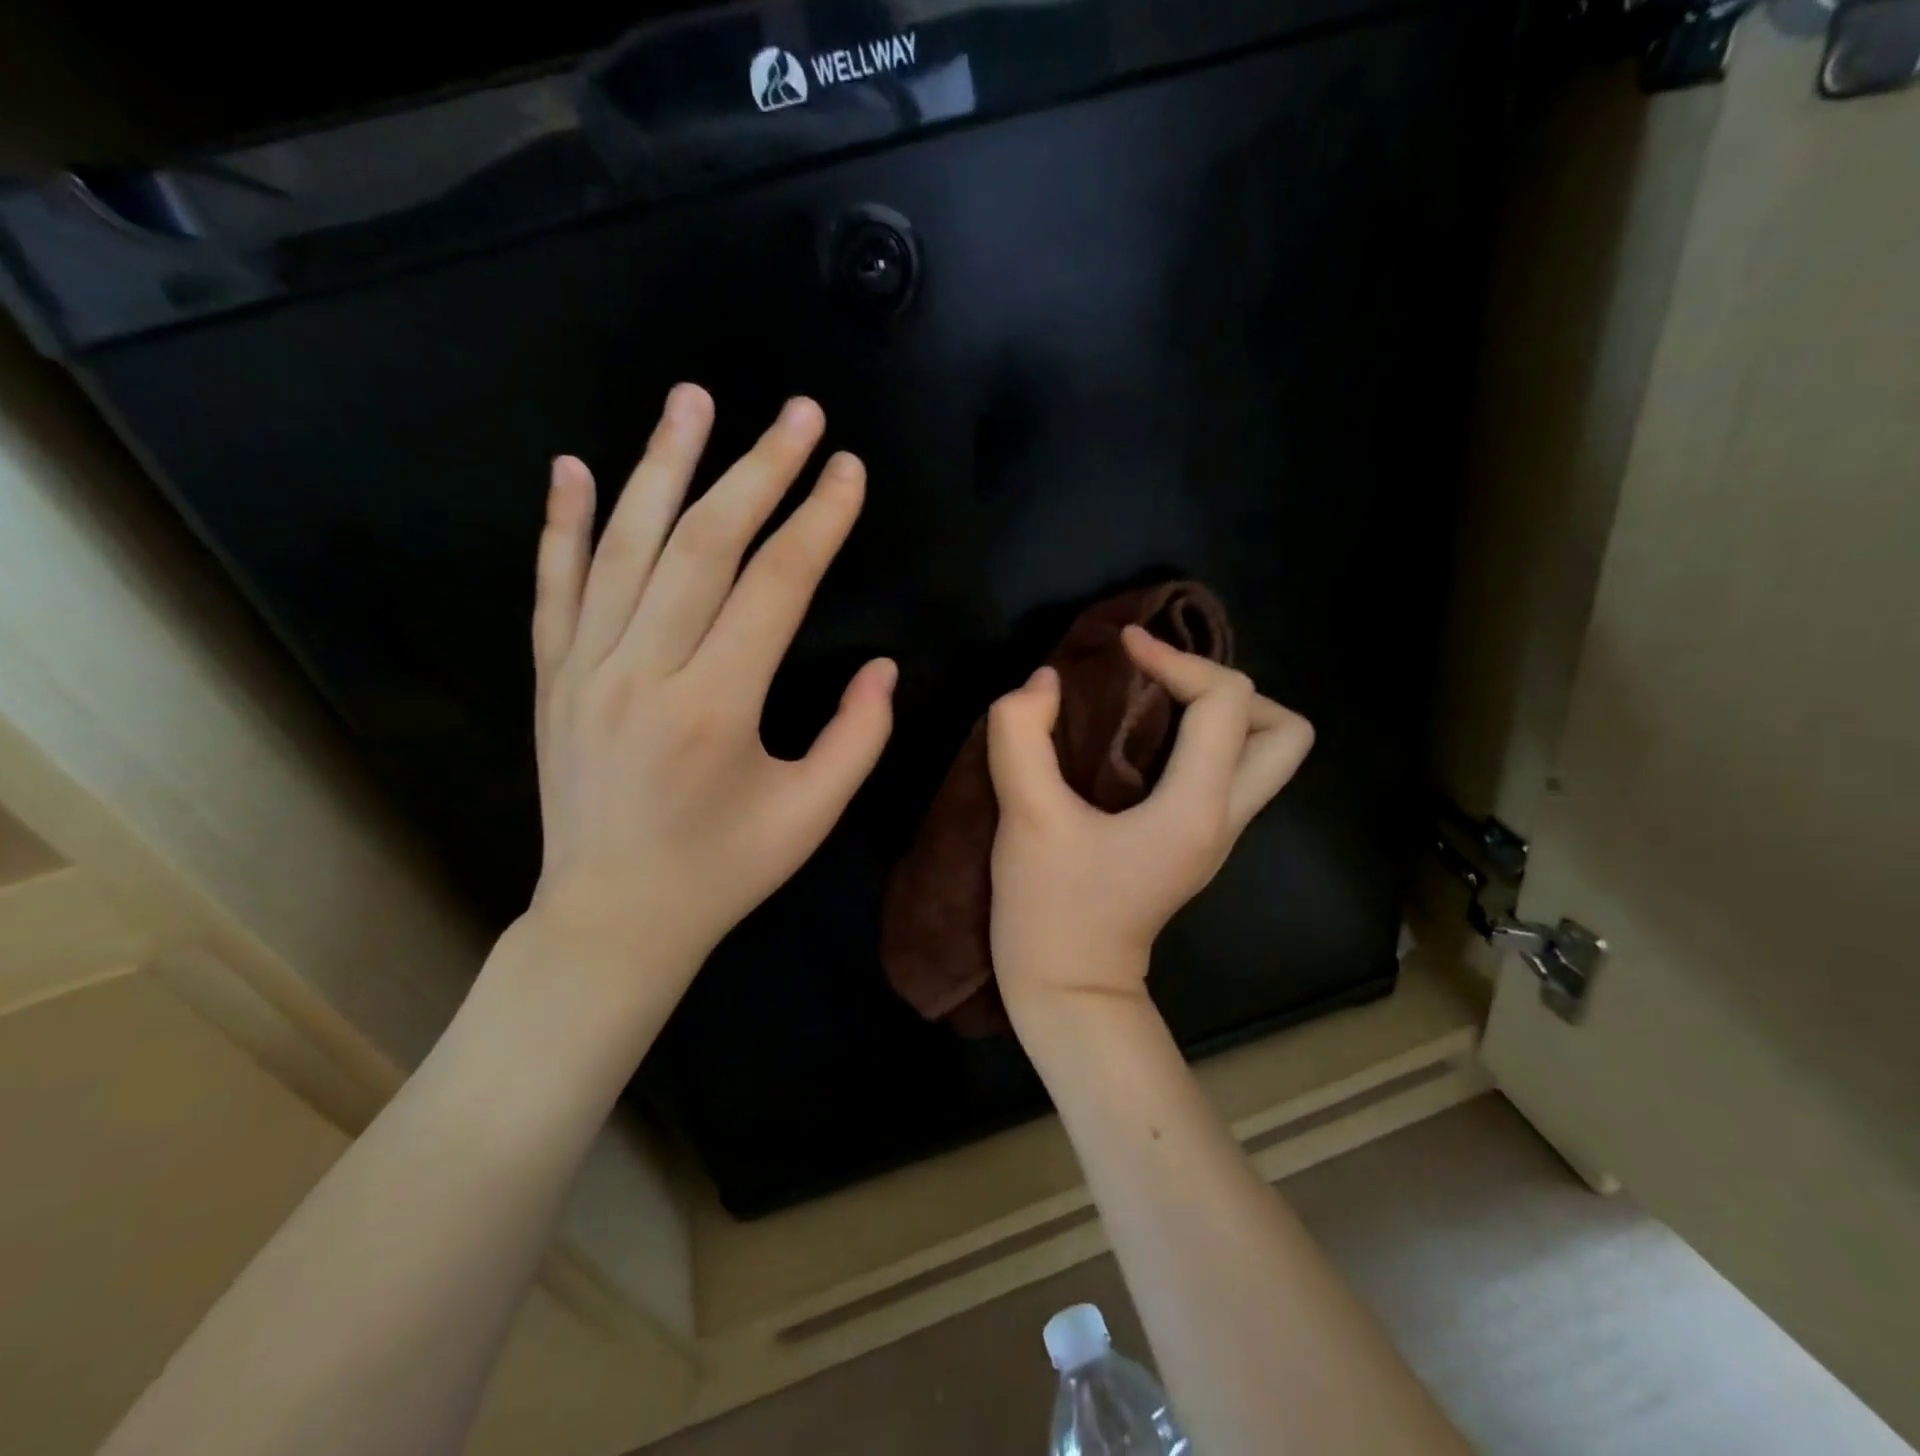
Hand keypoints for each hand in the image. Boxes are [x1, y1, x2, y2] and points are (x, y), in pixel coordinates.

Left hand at [521, 386, 895, 1001]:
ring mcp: (586, 670)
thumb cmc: (723, 871)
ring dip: (663, 464)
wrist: (612, 917)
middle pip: (705, 544)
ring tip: (693, 399)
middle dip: (758, 469)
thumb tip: (884, 667)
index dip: (819, 521)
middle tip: (798, 412)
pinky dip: (564, 524)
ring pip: (626, 546)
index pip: (777, 586)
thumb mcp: (811, 816)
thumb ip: (858, 737)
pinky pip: (555, 587)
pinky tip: (576, 467)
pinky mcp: (553, 678)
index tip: (848, 469)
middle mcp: (644, 673)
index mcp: (717, 708)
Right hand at [986, 628, 1313, 1012]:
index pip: (1224, 701)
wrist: (1069, 992)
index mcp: (1196, 808)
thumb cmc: (1051, 910)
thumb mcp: (1026, 818)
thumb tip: (1042, 683)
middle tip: (1165, 683)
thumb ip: (1023, 736)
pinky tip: (1144, 740)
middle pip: (1285, 734)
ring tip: (1157, 702)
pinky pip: (1227, 775)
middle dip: (1230, 690)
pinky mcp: (1194, 846)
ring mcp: (1216, 837)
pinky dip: (1201, 742)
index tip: (1123, 648)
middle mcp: (1224, 818)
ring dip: (1221, 715)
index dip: (1176, 658)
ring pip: (1264, 757)